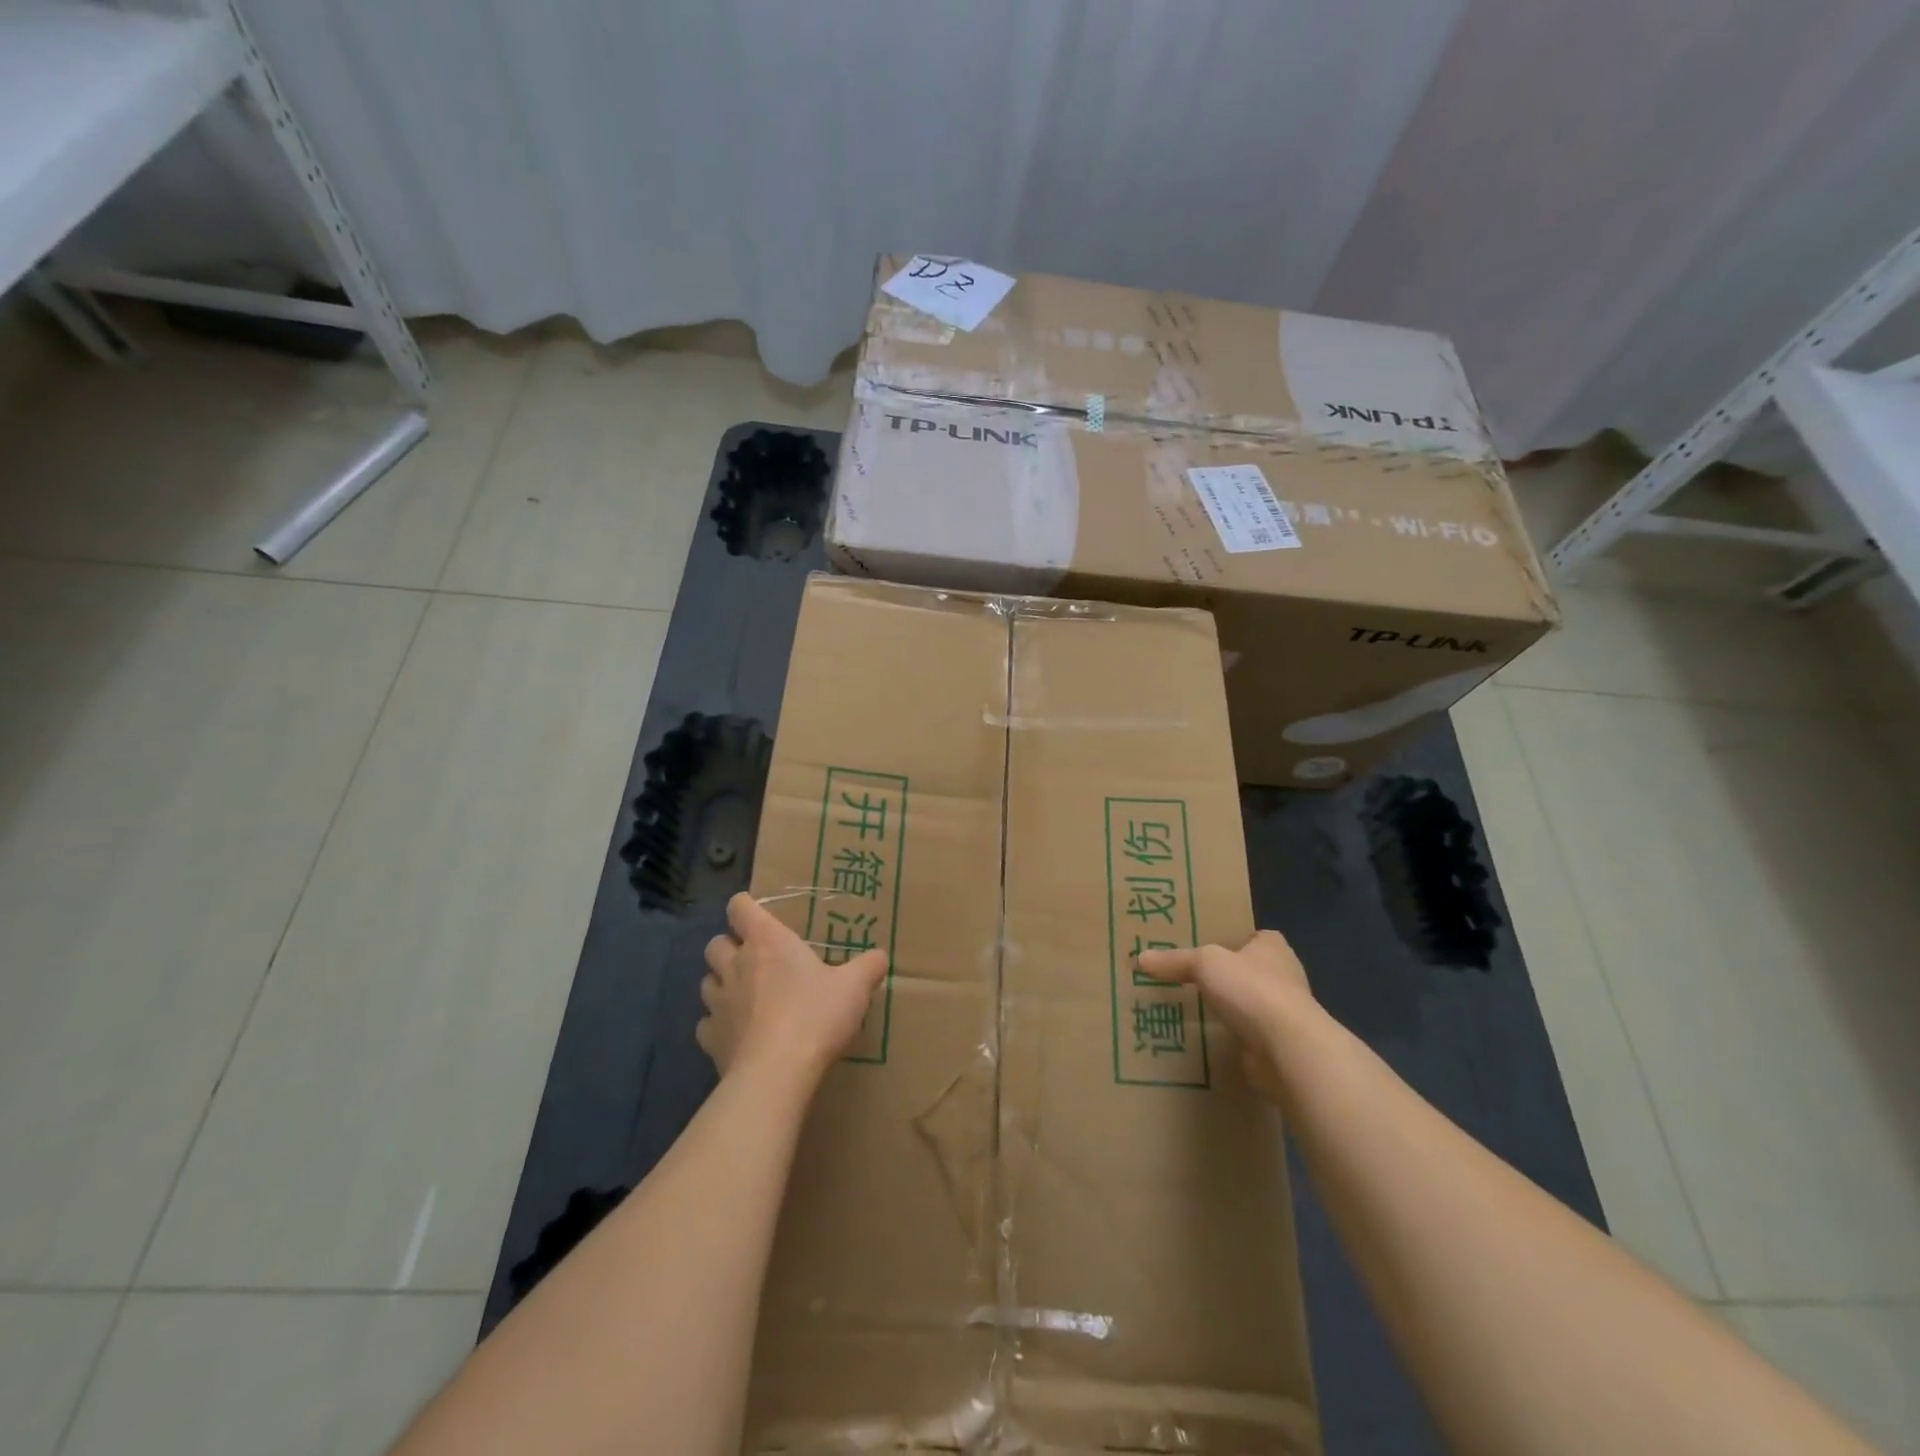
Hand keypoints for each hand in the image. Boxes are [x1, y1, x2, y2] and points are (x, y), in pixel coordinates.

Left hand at [699, 892, 888, 1084]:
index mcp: (768, 942)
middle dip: (729, 947)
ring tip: (744, 996)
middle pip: (716, 943)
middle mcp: (736, 965)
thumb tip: (879, 957)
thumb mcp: (855, 987)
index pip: (740, 907)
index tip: (759, 916)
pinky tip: (738, 1035)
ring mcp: (718, 1003)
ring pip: (707, 982)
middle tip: (754, 959)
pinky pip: (706, 1024)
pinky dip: (718, 1026)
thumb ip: (868, 967)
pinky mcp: (710, 1040)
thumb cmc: (815, 1016)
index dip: (746, 907)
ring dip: (722, 984)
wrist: (776, 1074)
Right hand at [1136, 930, 1314, 1101]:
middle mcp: (1282, 976)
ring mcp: (1282, 1013)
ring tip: (1188, 1008)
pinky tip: (1202, 1037)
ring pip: (1245, 1005)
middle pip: (1246, 971)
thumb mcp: (1204, 963)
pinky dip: (1228, 1037)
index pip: (1252, 937)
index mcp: (1272, 948)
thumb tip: (1141, 958)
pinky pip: (1245, 1035)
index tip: (1202, 947)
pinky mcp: (1276, 1044)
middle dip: (1222, 977)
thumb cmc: (1251, 989)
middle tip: (1185, 978)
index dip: (1230, 940)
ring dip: (1225, 1009)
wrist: (1287, 1048)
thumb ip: (1174, 960)